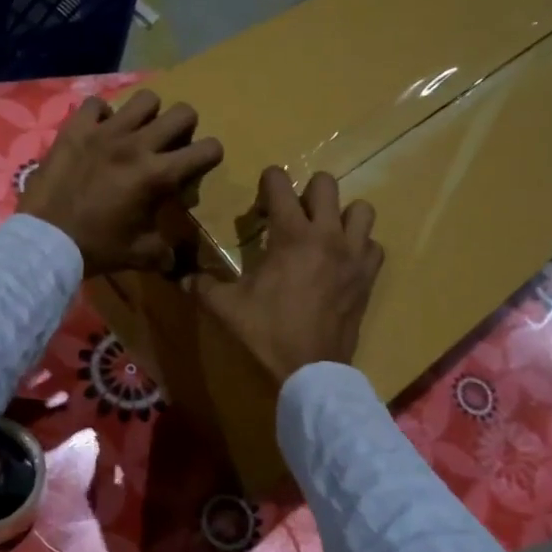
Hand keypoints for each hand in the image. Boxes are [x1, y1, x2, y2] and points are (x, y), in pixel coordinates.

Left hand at [19, 90, 223, 275]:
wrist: (45, 241)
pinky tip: (99, 132)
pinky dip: (102, 115)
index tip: (199, 165)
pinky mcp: (76, 129)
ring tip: (137, 132)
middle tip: (171, 145)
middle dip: (185, 128)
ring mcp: (105, 132)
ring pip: (145, 99)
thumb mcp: (139, 255)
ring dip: (148, 114)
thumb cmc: (96, 249)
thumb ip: (164, 251)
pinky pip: (96, 104)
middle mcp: (137, 145)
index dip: (210, 155)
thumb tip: (174, 259)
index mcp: (157, 175)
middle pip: (183, 113)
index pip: (207, 149)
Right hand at [190, 167, 382, 385]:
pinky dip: (360, 246)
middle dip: (307, 191)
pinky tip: (343, 261)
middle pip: (327, 184)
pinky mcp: (368, 277)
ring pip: (361, 209)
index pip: (281, 184)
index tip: (261, 198)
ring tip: (325, 233)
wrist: (310, 371)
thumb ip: (202, 285)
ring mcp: (354, 255)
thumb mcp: (226, 307)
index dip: (268, 180)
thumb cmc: (266, 332)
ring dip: (342, 215)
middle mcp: (328, 235)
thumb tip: (178, 276)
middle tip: (293, 215)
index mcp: (292, 235)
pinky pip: (373, 245)